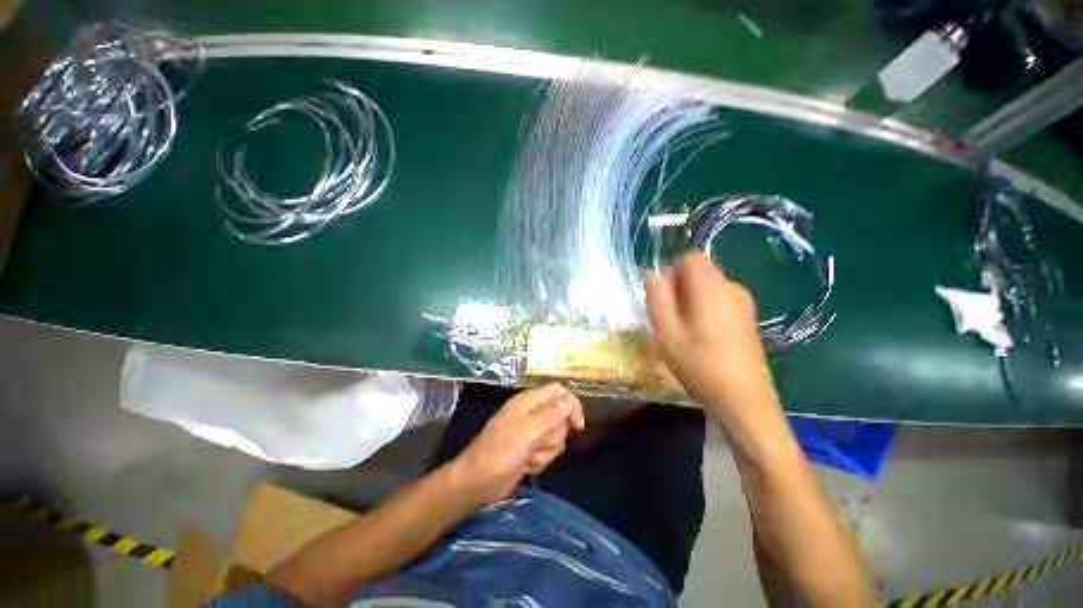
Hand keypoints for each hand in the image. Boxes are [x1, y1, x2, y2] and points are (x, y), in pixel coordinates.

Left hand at [451, 383, 584, 505]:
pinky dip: (540, 460)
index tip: (577, 425)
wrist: (477, 483)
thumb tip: (570, 400)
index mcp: (529, 401)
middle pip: (560, 416)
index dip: (571, 404)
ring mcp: (531, 432)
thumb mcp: (526, 431)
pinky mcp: (531, 449)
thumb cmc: (499, 452)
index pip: (558, 391)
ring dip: (546, 451)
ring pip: (556, 437)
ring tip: (528, 456)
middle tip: (537, 443)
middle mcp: (532, 413)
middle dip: (553, 435)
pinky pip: (549, 451)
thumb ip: (551, 414)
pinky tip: (526, 465)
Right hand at [643, 252, 780, 426]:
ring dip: (691, 300)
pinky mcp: (748, 317)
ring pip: (709, 286)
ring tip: (684, 331)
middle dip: (680, 287)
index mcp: (711, 287)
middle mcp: (732, 287)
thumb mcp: (666, 331)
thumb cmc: (699, 364)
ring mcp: (744, 302)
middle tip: (671, 318)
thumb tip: (653, 272)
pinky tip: (702, 337)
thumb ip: (657, 297)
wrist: (744, 400)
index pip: (691, 257)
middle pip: (700, 271)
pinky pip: (720, 299)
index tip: (665, 298)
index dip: (673, 271)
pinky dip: (705, 308)